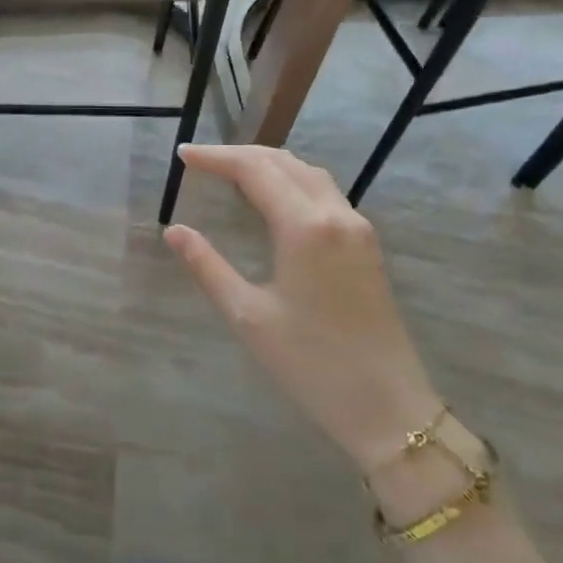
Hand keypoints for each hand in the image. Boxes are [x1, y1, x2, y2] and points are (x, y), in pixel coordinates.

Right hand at [164, 144, 440, 472]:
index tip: (182, 154)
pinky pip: (324, 193)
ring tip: (230, 172)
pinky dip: (291, 181)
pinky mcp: (367, 245)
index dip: (216, 157)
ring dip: (268, 164)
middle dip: (239, 155)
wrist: (388, 407)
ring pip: (309, 173)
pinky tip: (273, 199)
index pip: (255, 170)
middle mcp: (336, 214)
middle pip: (284, 162)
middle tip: (200, 161)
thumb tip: (174, 231)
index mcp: (305, 227)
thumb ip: (208, 266)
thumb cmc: (311, 364)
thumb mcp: (248, 315)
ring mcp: (358, 228)